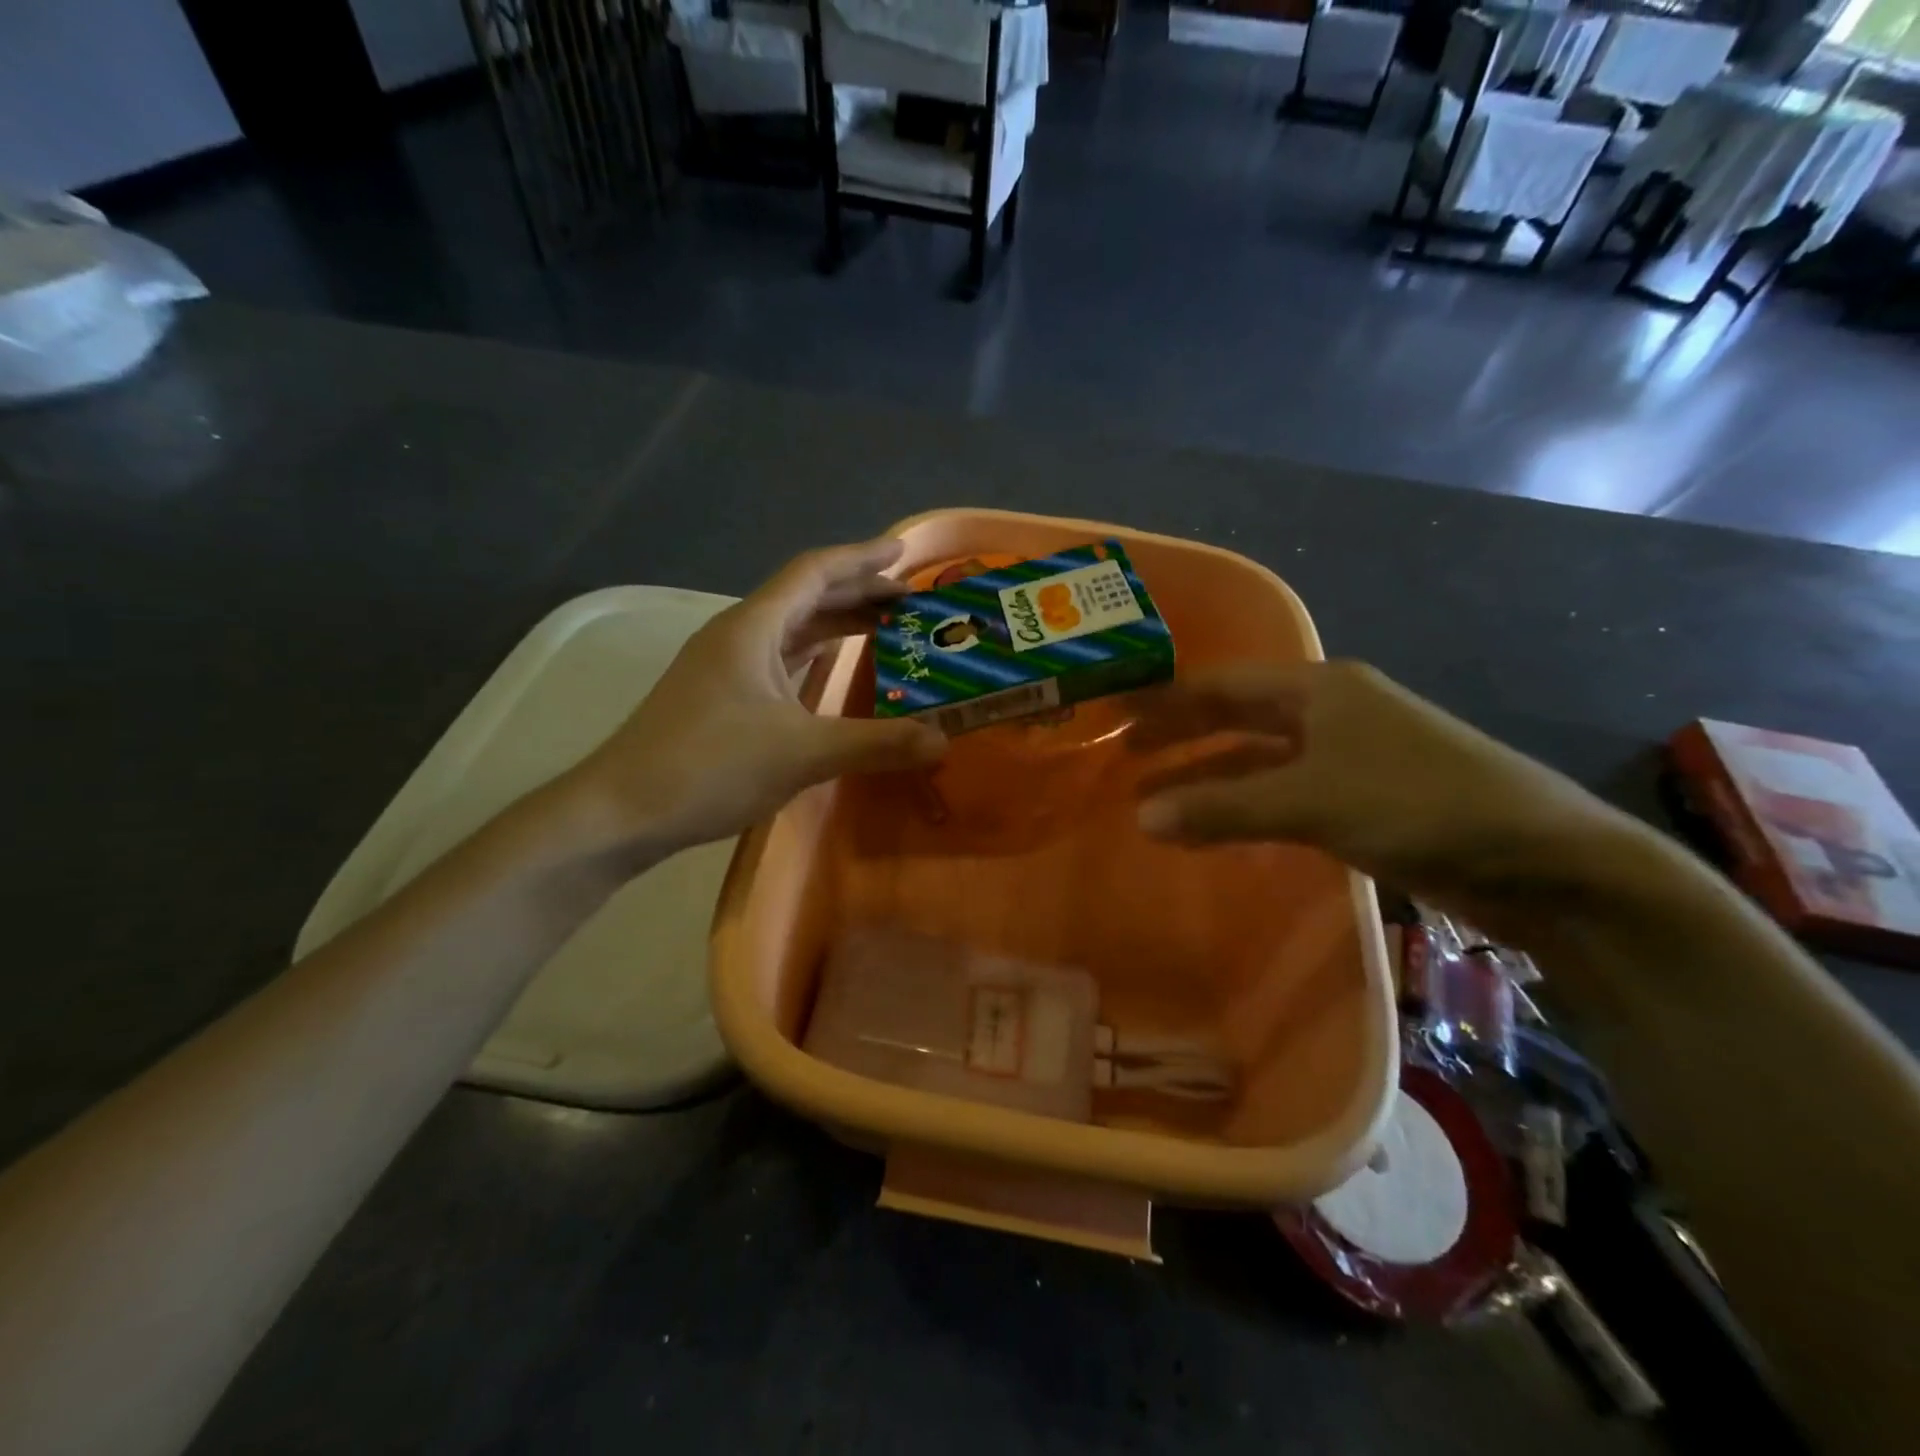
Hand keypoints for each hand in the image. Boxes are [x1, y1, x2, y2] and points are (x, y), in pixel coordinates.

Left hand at [564, 538, 946, 854]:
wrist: (622, 812)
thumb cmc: (709, 767)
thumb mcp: (802, 753)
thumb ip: (876, 743)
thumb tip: (943, 741)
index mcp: (752, 628)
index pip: (813, 573)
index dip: (861, 558)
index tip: (904, 553)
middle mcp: (737, 637)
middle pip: (804, 598)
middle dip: (857, 593)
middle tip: (909, 601)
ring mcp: (724, 669)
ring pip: (791, 631)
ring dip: (836, 625)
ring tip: (885, 630)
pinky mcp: (720, 700)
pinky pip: (780, 662)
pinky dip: (815, 659)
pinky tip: (834, 673)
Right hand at [1130, 661, 1631, 901]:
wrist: (1543, 861)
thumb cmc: (1421, 805)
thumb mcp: (1312, 801)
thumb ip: (1224, 809)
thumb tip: (1141, 817)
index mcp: (1319, 689)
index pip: (1222, 686)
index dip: (1167, 701)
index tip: (1115, 717)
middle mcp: (1329, 712)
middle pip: (1236, 719)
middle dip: (1181, 738)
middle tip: (1123, 757)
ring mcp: (1348, 758)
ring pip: (1258, 762)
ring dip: (1208, 780)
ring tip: (1152, 801)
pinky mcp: (1362, 801)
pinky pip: (1283, 796)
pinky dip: (1244, 809)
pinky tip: (1213, 827)